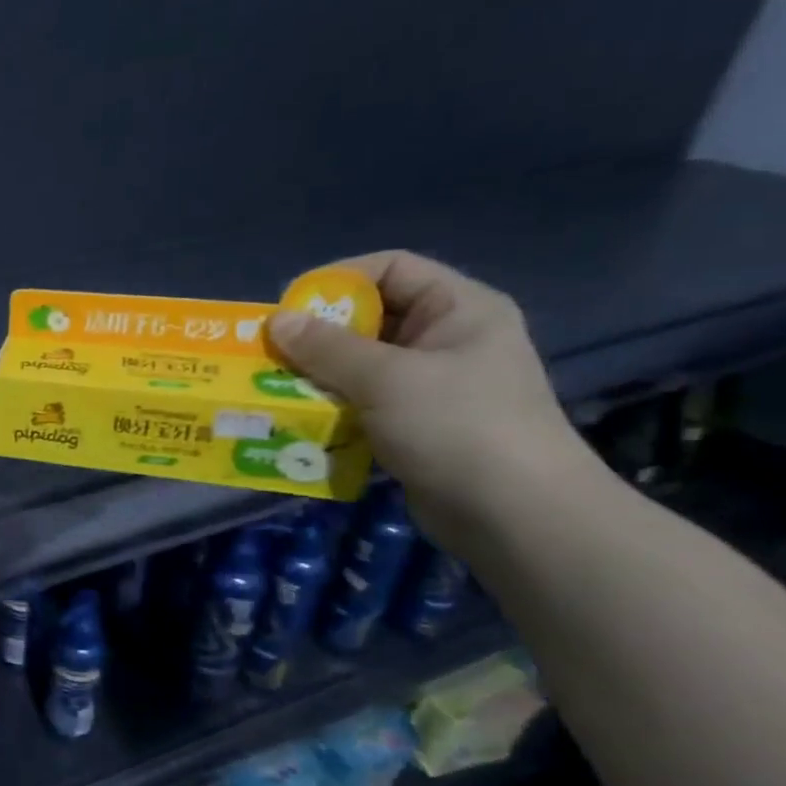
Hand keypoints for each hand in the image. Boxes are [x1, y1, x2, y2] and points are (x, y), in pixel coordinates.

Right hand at [267, 251, 597, 541]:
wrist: (515, 516)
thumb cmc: (458, 427)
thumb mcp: (387, 379)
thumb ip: (327, 348)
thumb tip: (275, 321)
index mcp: (457, 309)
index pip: (391, 269)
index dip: (338, 279)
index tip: (288, 307)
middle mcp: (445, 341)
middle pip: (370, 319)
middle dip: (317, 336)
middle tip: (269, 353)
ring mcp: (431, 387)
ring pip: (360, 367)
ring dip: (317, 377)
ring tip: (274, 389)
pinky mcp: (415, 427)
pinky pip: (362, 405)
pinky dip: (331, 410)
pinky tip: (299, 422)